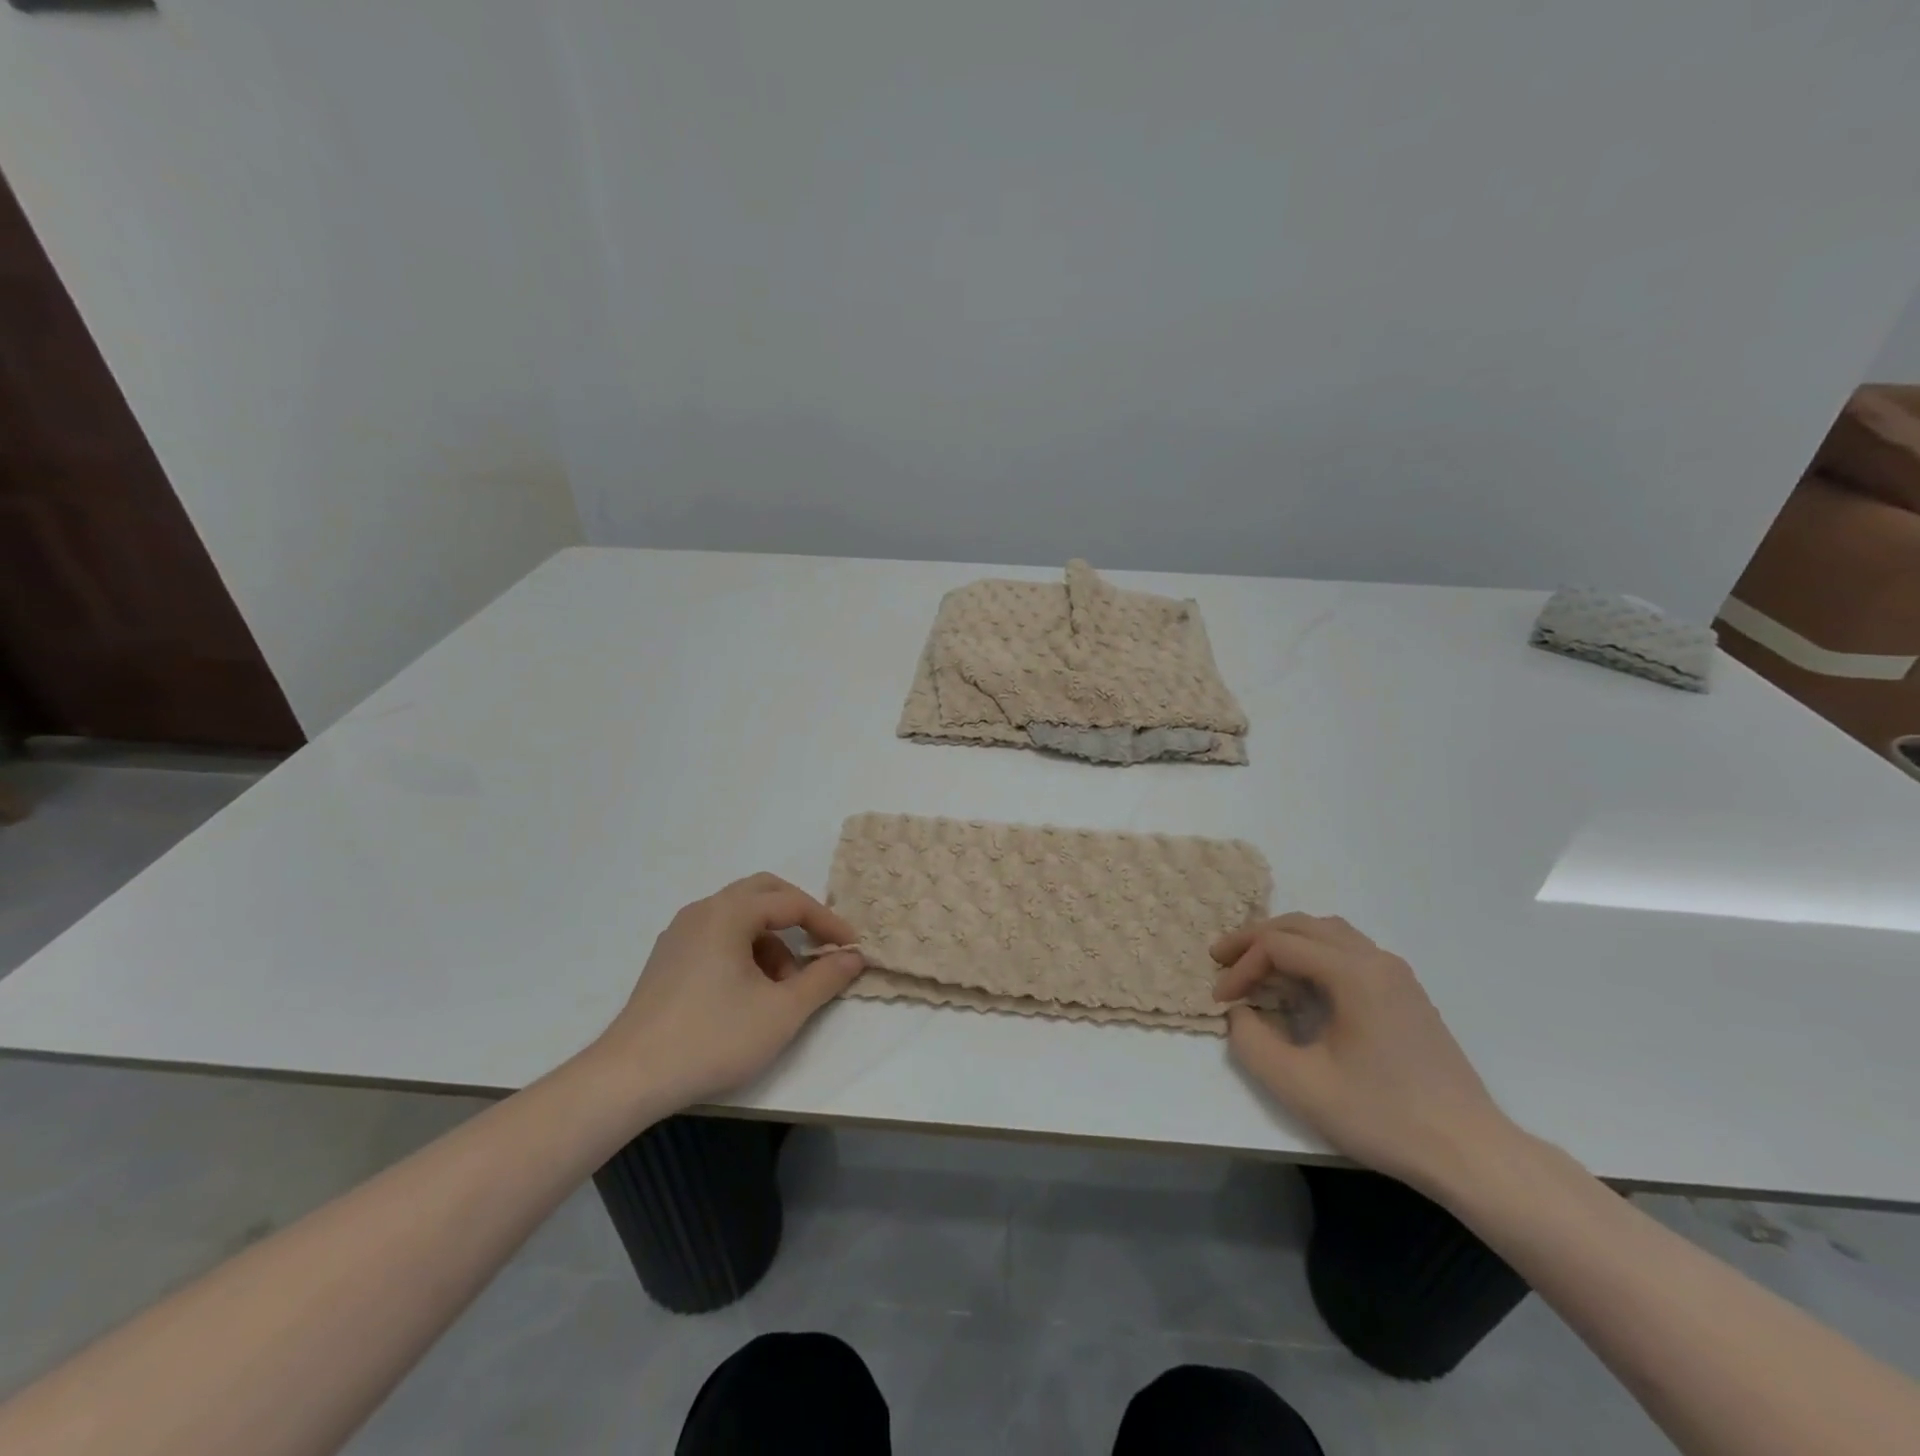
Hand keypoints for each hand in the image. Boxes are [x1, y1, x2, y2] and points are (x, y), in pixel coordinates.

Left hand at [594, 873, 864, 1107]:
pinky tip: (750, 993)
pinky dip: (745, 950)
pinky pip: (717, 936)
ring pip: (739, 917)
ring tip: (785, 986)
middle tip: (822, 944)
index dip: (827, 922)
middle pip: (762, 893)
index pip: (791, 902)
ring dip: (771, 939)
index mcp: (729, 913)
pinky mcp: (667, 959)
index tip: (851, 947)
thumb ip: (824, 979)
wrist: (630, 1078)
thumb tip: (853, 956)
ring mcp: (680, 934)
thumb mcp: (782, 1011)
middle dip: (798, 915)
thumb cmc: (713, 1038)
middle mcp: (702, 911)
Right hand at [1213, 913, 1513, 1194]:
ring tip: (1256, 964)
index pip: (1279, 946)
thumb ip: (1253, 1042)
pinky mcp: (1405, 994)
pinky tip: (1300, 985)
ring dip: (1285, 941)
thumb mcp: (1301, 1086)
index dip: (1241, 966)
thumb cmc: (1383, 1116)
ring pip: (1327, 933)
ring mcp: (1396, 975)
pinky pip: (1348, 952)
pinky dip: (1312, 954)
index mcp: (1354, 973)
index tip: (1220, 1000)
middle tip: (1221, 959)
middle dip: (1255, 939)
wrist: (1471, 1153)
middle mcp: (1376, 960)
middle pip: (1301, 926)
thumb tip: (1240, 1013)